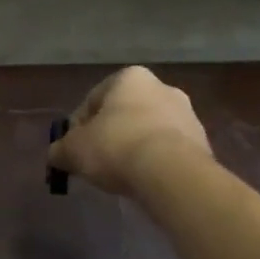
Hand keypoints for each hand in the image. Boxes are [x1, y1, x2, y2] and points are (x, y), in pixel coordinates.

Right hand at [49, 67, 217, 197]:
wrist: (172, 174)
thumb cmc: (116, 147)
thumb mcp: (74, 150)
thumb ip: (60, 149)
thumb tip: (56, 154)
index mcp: (130, 78)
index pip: (93, 100)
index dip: (78, 127)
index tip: (73, 150)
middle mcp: (162, 87)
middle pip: (123, 114)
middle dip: (109, 135)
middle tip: (96, 162)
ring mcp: (187, 115)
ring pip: (148, 131)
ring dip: (133, 148)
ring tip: (121, 175)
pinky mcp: (202, 143)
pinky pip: (168, 151)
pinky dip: (154, 162)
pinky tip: (144, 180)